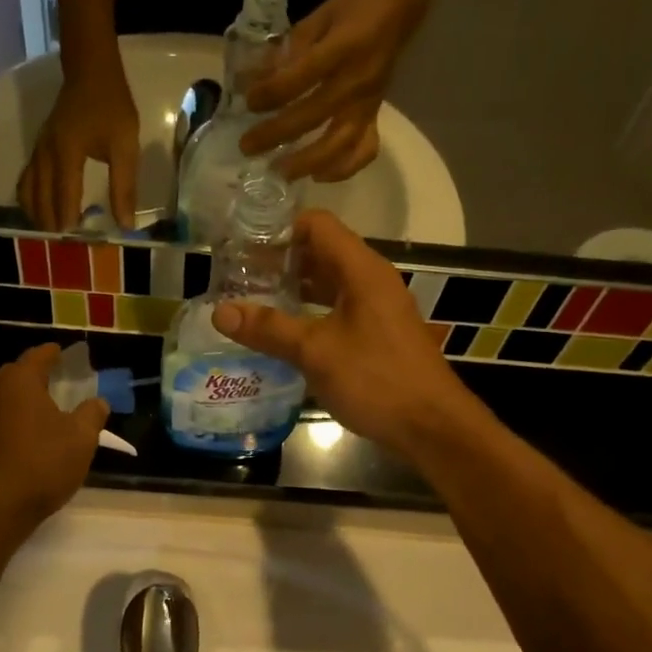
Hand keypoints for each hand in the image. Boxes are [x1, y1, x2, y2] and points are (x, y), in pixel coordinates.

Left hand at [0, 344, 109, 521]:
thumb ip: (92, 413)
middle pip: (13, 375)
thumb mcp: (82, 438)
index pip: (37, 356)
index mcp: (19, 381)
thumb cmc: (45, 463)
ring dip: (12, 402)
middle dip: (31, 378)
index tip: (61, 353)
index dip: (52, 354)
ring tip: (30, 413)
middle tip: (51, 385)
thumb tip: (98, 402)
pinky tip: (11, 440)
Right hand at [18, 65, 140, 231]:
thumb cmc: (112, 107)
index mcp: (67, 153)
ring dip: (39, 216)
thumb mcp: (126, 146)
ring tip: (54, 235)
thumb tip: (125, 224)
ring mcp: (37, 152)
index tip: (77, 242)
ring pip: (28, 193)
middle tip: (68, 247)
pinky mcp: (37, 150)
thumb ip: (124, 186)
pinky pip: (26, 182)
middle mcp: (45, 155)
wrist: (90, 71)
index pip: (64, 196)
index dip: (68, 221)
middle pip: (41, 199)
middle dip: (53, 224)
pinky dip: (31, 201)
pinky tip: (41, 214)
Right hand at [210, 211, 472, 454]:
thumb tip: (220, 312)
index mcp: (362, 270)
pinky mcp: (378, 335)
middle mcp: (371, 281)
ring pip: (329, 285)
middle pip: (322, 253)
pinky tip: (284, 334)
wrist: (431, 426)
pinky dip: (310, 314)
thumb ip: (269, 329)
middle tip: (238, 277)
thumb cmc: (376, 380)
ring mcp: (377, 309)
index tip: (242, 246)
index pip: (317, 225)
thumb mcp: (316, 352)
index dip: (279, 229)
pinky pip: (338, 310)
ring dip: (294, 289)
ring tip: (253, 302)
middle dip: (280, 261)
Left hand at [238, 0, 419, 182]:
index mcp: (342, 48)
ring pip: (338, 144)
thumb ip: (286, 49)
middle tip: (247, 147)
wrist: (400, 9)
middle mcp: (356, 81)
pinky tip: (318, 175)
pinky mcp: (375, 117)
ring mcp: (368, 104)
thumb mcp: (318, 17)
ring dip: (306, 163)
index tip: (248, 102)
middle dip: (276, 134)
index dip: (271, 93)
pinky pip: (363, 151)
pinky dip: (342, 169)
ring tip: (279, 172)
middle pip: (312, 116)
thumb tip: (250, 80)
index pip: (301, 77)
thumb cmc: (354, 10)